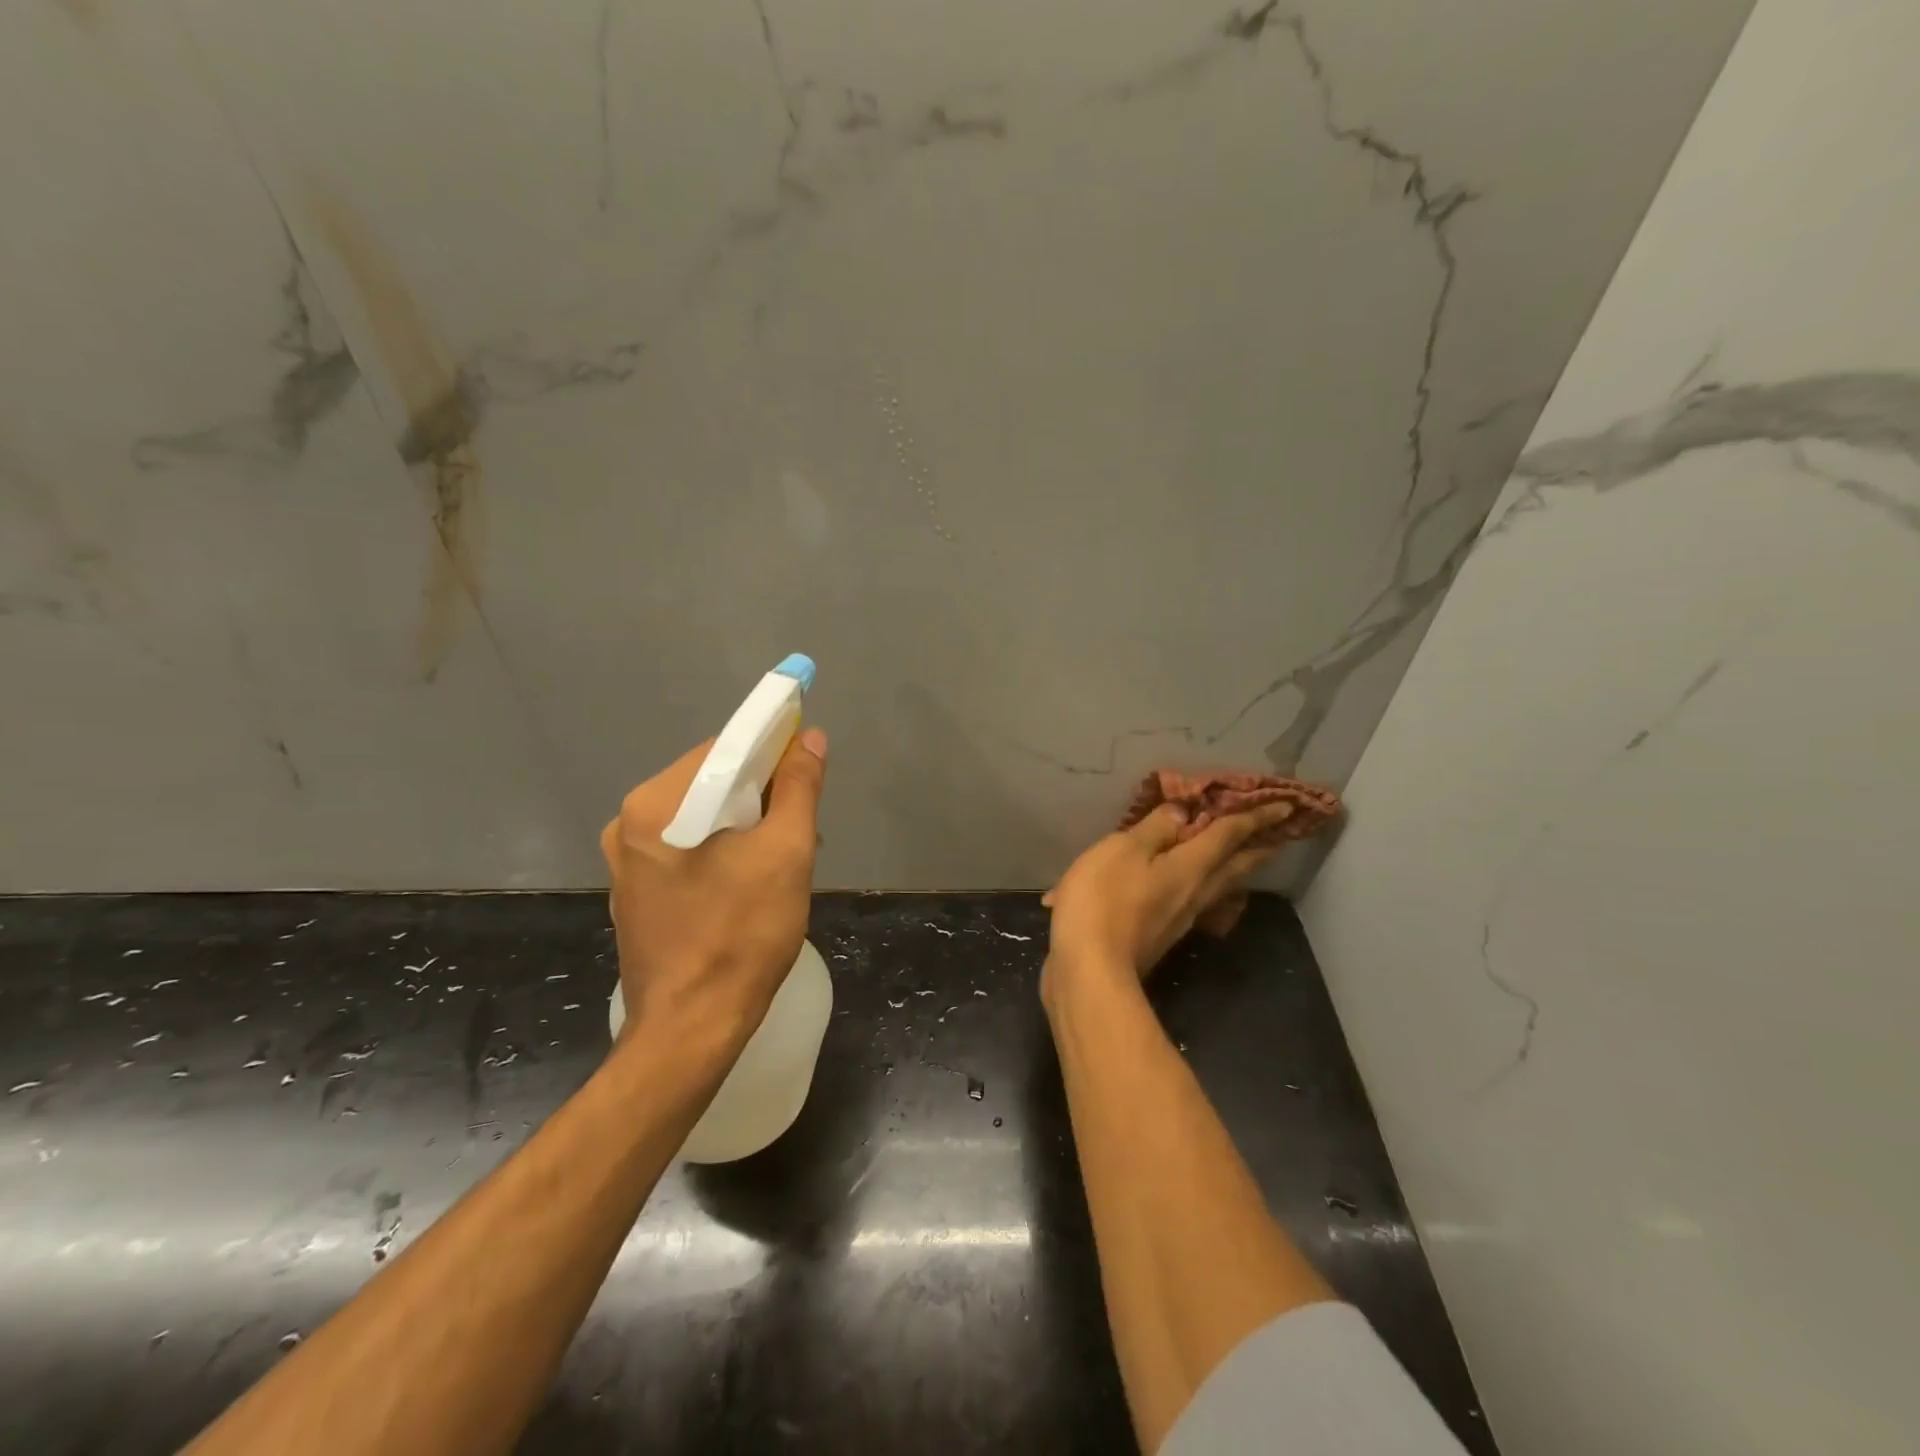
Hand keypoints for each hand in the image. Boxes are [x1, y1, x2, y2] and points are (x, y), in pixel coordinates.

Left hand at [600, 729, 828, 1047]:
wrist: (691, 1030)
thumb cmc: (742, 935)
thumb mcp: (785, 853)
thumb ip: (798, 787)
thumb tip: (810, 738)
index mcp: (656, 804)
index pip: (723, 749)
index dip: (772, 752)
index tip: (808, 773)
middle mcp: (629, 823)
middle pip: (710, 782)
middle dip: (761, 795)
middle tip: (802, 827)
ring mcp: (627, 862)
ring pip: (701, 817)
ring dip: (746, 825)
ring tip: (784, 859)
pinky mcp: (635, 893)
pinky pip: (686, 849)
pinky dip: (722, 850)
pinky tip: (750, 882)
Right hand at [1041, 801, 1295, 990]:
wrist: (1091, 971)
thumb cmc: (1104, 901)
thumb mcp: (1123, 851)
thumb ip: (1154, 830)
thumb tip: (1184, 813)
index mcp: (1189, 867)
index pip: (1228, 835)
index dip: (1254, 817)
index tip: (1286, 807)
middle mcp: (1194, 894)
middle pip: (1233, 867)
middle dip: (1257, 848)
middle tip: (1280, 837)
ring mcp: (1179, 920)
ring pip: (1218, 888)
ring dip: (1235, 870)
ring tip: (1244, 860)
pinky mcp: (1161, 937)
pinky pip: (1195, 903)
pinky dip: (1204, 887)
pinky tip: (1195, 890)